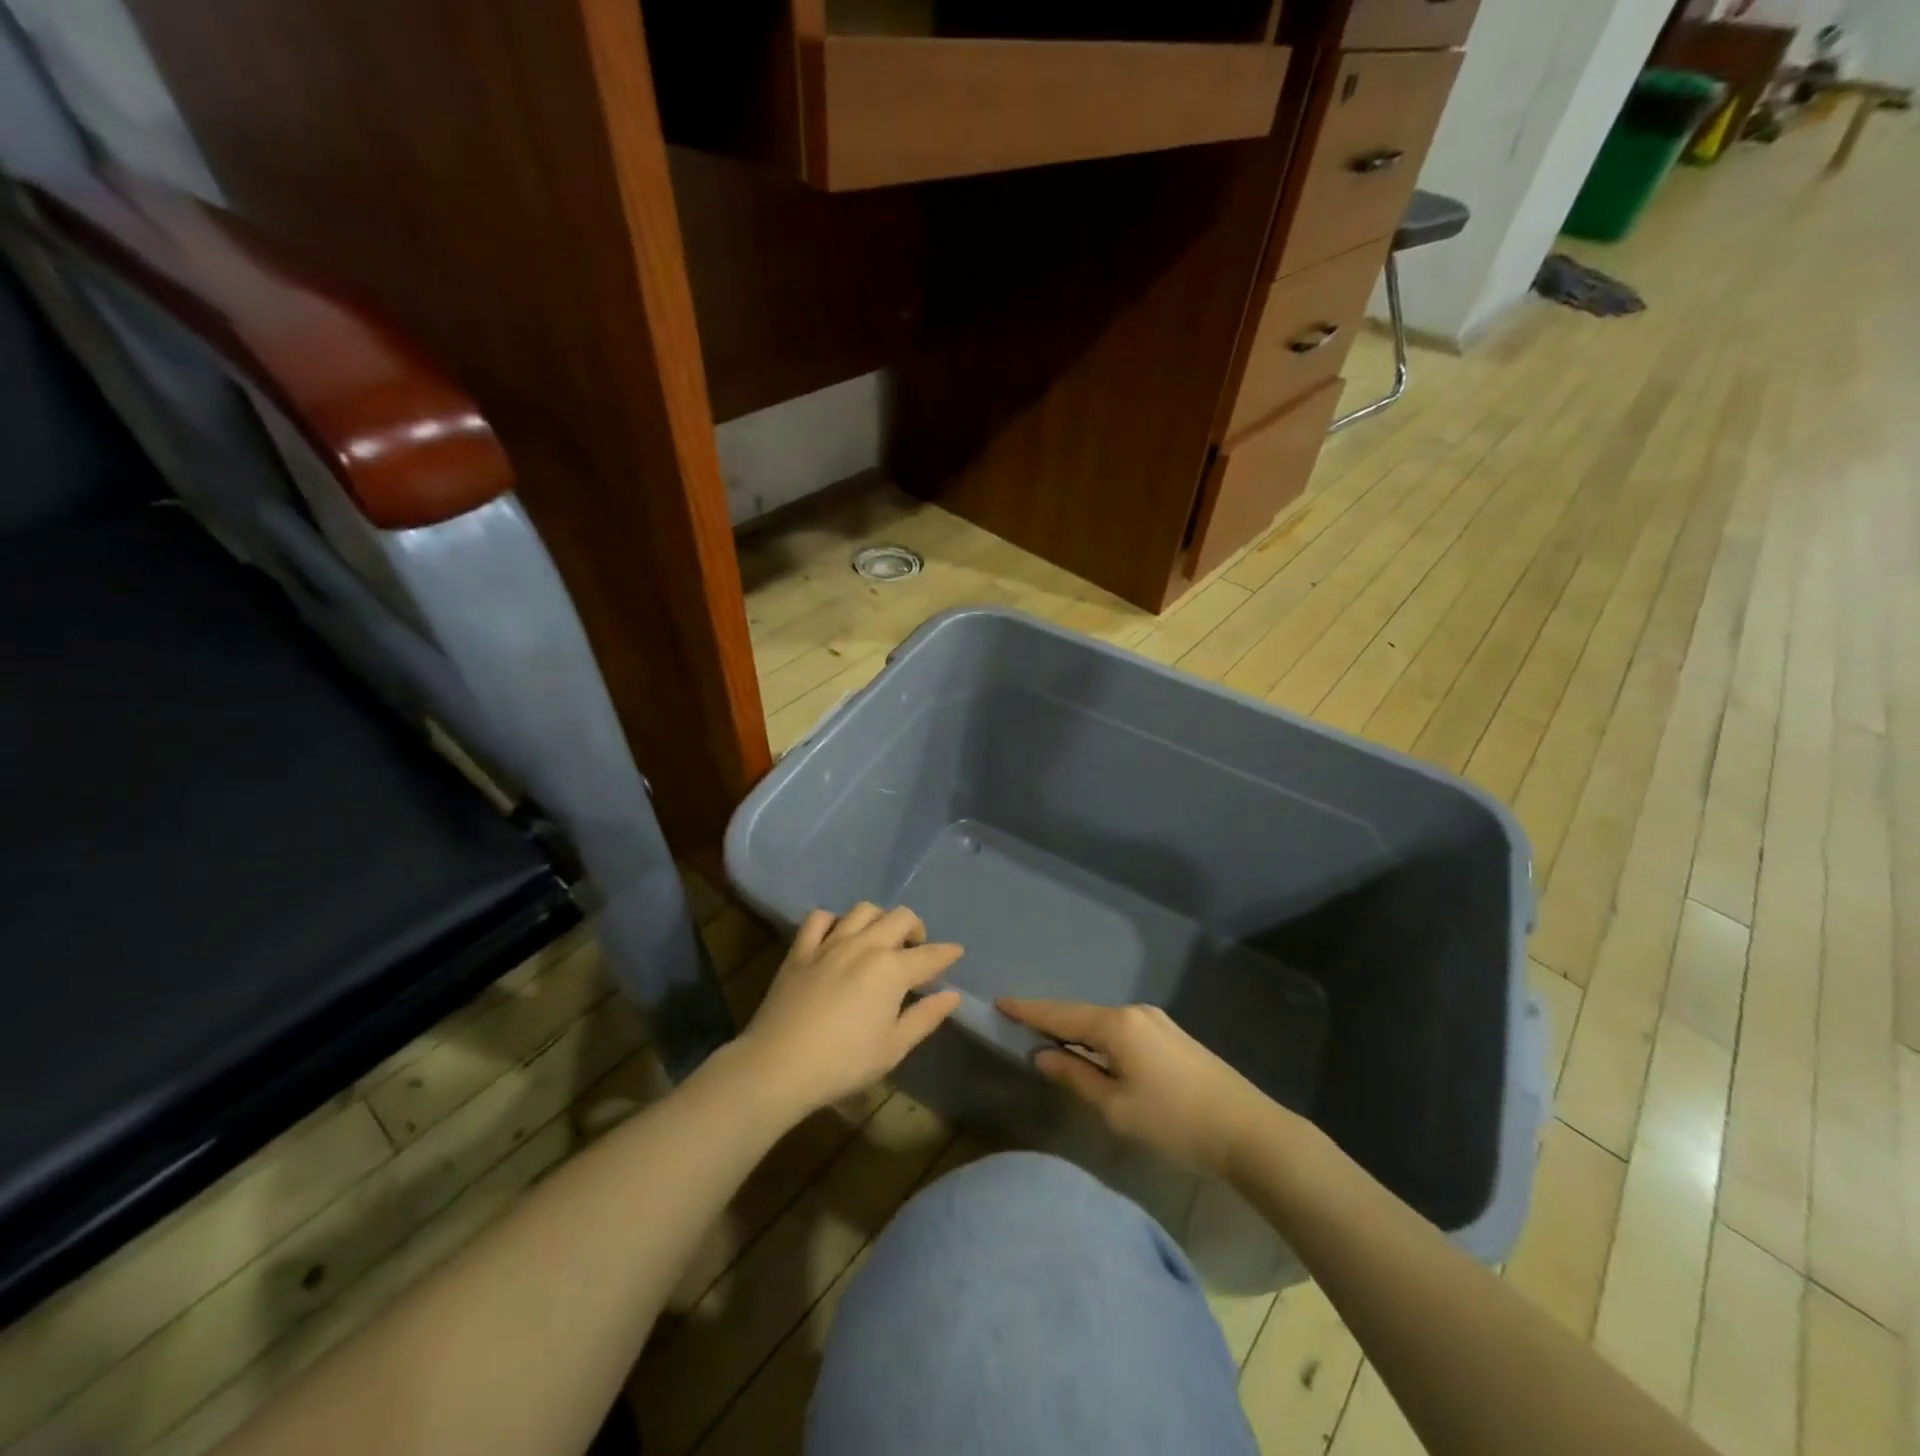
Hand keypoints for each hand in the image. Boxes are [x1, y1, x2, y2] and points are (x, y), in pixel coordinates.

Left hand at [736, 904, 962, 1119]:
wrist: (779, 1065)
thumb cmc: (844, 1062)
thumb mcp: (893, 1047)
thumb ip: (925, 1017)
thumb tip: (952, 995)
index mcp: (892, 969)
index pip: (930, 955)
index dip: (947, 953)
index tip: (956, 952)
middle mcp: (865, 945)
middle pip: (900, 917)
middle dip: (915, 928)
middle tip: (915, 949)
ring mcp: (831, 943)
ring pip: (863, 910)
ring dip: (879, 919)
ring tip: (879, 939)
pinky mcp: (801, 949)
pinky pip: (819, 919)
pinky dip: (833, 921)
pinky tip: (837, 936)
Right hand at [996, 999, 1280, 1176]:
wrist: (1247, 1130)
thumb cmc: (1173, 1122)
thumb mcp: (1115, 1107)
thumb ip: (1075, 1076)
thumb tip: (1043, 1055)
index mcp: (1116, 1025)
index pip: (1060, 1014)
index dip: (1028, 1011)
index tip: (1000, 1002)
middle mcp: (1134, 1012)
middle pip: (1081, 1013)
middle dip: (1050, 1019)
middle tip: (1019, 1023)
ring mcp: (1156, 1021)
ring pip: (1103, 1022)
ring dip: (1076, 1030)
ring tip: (1050, 1039)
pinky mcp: (1171, 1036)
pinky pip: (1122, 1029)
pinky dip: (1099, 1037)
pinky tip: (1093, 1050)